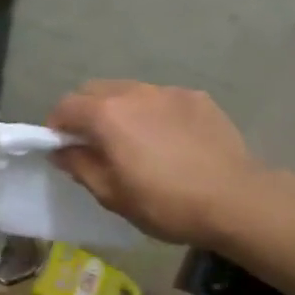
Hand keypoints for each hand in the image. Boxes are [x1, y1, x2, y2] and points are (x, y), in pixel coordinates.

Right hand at [48, 81, 269, 247]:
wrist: (237, 200)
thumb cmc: (166, 203)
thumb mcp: (112, 195)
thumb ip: (80, 166)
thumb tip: (61, 150)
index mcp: (106, 115)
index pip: (65, 106)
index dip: (56, 126)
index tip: (63, 148)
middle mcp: (133, 92)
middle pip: (94, 91)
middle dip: (85, 112)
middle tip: (95, 144)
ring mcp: (168, 92)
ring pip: (129, 92)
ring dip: (120, 110)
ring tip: (136, 141)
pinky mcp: (197, 98)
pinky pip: (161, 99)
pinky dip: (154, 113)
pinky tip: (170, 141)